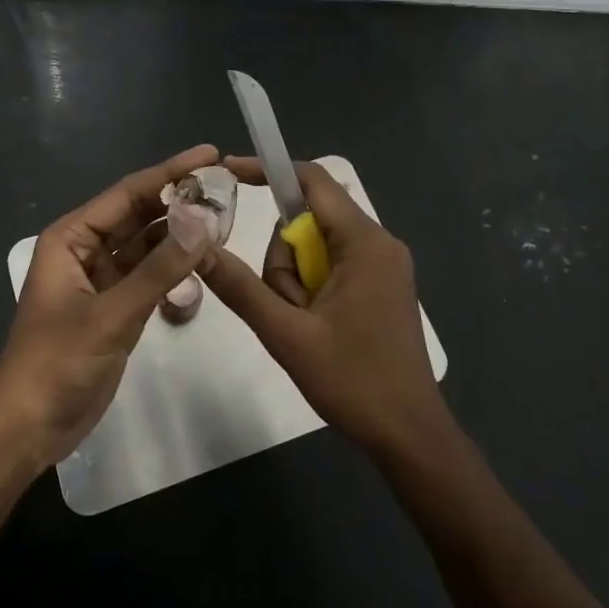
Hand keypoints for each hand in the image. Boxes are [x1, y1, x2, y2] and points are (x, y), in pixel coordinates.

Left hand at [0, 145, 224, 469]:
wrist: (30, 426)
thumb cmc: (57, 362)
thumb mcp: (111, 314)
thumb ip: (159, 269)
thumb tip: (204, 221)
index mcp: (72, 237)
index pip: (128, 194)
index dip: (171, 172)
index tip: (211, 154)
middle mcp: (86, 249)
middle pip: (139, 213)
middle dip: (180, 199)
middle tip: (226, 185)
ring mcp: (102, 279)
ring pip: (147, 243)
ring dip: (180, 231)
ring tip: (224, 216)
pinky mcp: (116, 306)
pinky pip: (150, 273)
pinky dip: (174, 264)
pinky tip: (204, 255)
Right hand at [202, 157, 450, 459]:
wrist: (410, 436)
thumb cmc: (354, 382)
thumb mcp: (287, 334)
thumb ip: (241, 287)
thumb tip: (198, 247)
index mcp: (364, 242)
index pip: (312, 181)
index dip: (268, 171)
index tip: (226, 172)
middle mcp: (380, 243)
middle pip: (311, 220)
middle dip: (284, 259)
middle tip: (287, 308)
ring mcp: (384, 265)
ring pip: (318, 247)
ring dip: (296, 280)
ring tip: (305, 327)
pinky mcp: (382, 286)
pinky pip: (334, 265)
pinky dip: (312, 287)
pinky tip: (316, 327)